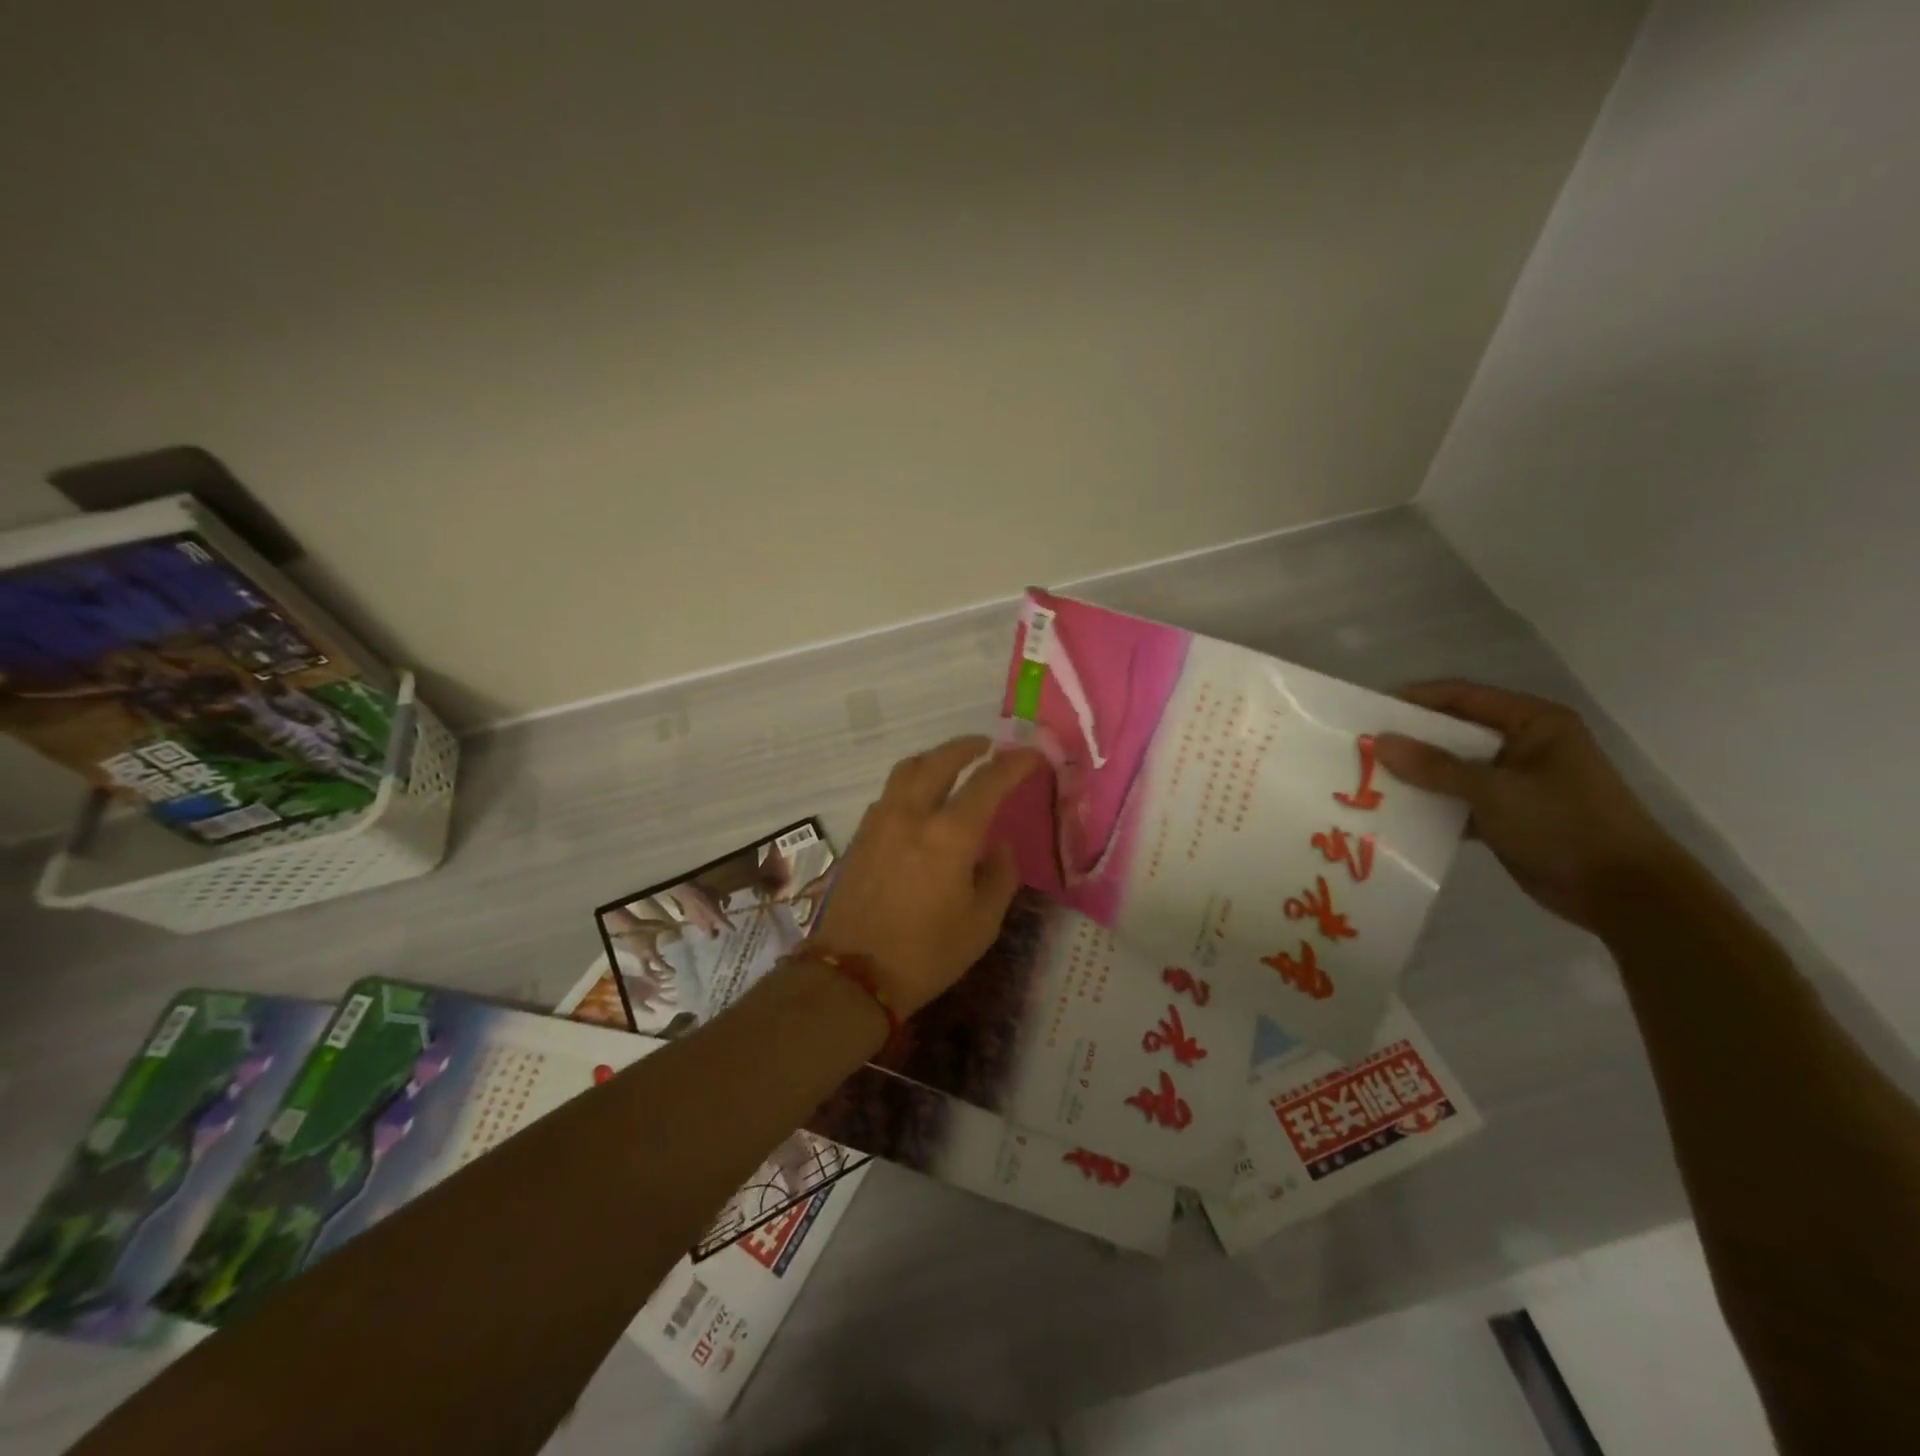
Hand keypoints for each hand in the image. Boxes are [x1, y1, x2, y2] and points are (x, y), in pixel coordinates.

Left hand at [811, 736, 1043, 1015]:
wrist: (854, 976)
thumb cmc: (926, 954)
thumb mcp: (981, 923)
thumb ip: (998, 876)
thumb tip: (998, 847)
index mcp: (949, 834)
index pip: (988, 782)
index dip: (1015, 764)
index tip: (1033, 756)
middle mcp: (912, 815)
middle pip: (939, 760)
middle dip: (966, 747)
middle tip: (986, 746)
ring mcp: (880, 822)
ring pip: (907, 771)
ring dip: (934, 759)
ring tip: (952, 766)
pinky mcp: (861, 837)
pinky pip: (890, 794)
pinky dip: (911, 784)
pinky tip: (920, 803)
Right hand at [1374, 681, 1676, 932]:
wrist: (1622, 893)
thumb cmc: (1565, 825)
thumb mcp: (1495, 791)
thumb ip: (1435, 767)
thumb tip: (1380, 742)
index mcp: (1533, 722)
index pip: (1463, 696)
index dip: (1415, 700)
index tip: (1369, 713)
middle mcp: (1524, 744)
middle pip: (1454, 732)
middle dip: (1410, 741)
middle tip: (1361, 748)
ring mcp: (1516, 781)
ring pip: (1453, 768)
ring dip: (1417, 776)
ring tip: (1368, 780)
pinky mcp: (1508, 814)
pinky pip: (1459, 800)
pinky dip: (1433, 805)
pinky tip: (1396, 814)